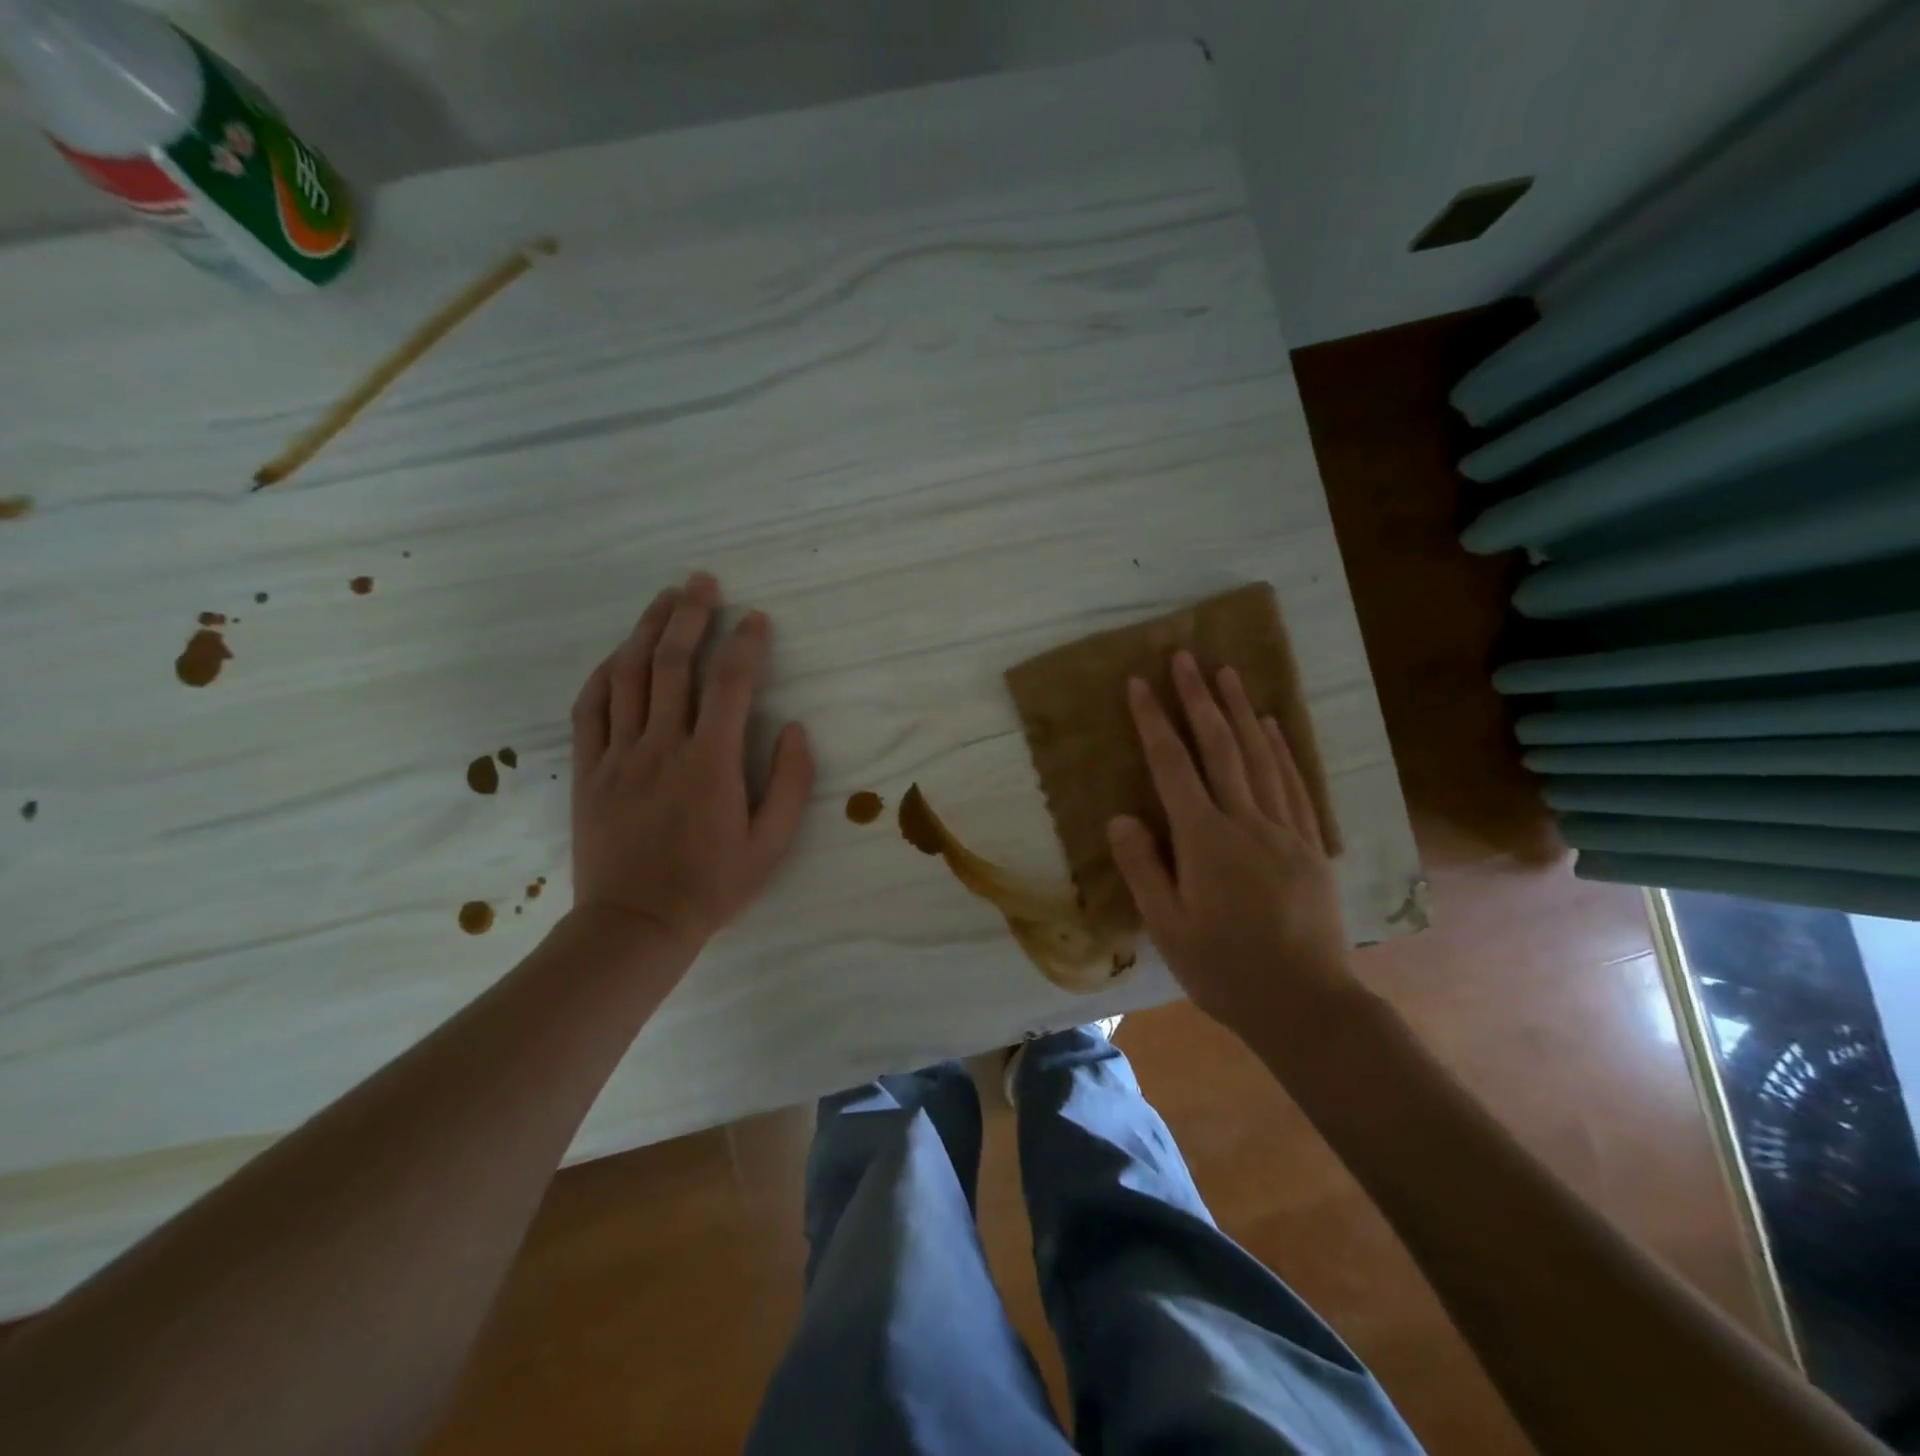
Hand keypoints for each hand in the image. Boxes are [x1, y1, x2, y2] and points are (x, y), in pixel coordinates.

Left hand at [568, 571, 814, 953]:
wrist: (635, 925)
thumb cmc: (712, 886)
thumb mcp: (772, 844)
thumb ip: (791, 783)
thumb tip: (794, 728)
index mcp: (711, 763)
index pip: (730, 685)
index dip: (746, 644)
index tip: (757, 619)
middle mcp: (663, 746)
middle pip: (673, 663)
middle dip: (691, 615)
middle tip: (703, 581)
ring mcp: (619, 754)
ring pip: (630, 675)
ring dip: (648, 630)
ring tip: (665, 598)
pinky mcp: (589, 768)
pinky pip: (590, 707)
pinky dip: (605, 672)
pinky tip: (620, 653)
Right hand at [1107, 651, 1354, 1034]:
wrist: (1306, 1005)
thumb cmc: (1224, 969)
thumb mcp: (1167, 927)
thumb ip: (1143, 868)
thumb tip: (1121, 817)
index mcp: (1205, 840)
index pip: (1173, 766)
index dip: (1153, 721)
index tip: (1139, 683)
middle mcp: (1246, 822)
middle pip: (1220, 747)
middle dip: (1198, 698)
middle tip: (1184, 656)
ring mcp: (1285, 830)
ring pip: (1261, 756)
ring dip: (1240, 711)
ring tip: (1227, 672)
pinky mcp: (1310, 845)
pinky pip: (1294, 784)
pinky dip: (1281, 749)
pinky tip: (1272, 727)